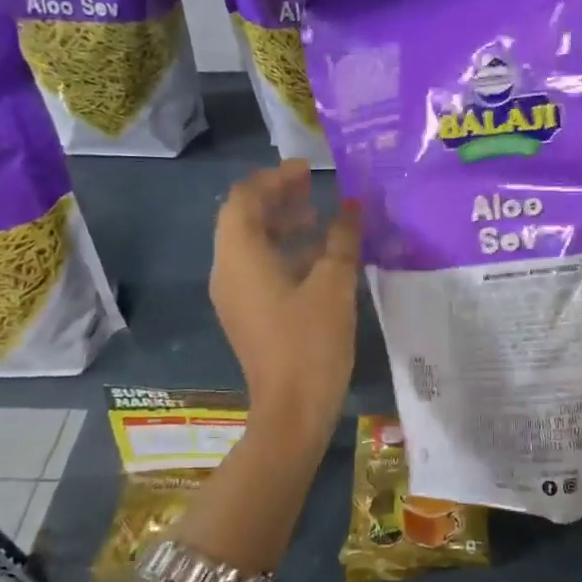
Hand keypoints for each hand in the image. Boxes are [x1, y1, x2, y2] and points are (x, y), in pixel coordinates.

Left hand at [212, 162, 361, 444]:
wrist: (292, 411)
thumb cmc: (311, 343)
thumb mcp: (334, 284)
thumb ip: (342, 238)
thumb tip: (353, 205)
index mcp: (240, 257)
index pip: (243, 199)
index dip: (273, 179)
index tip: (307, 170)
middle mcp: (228, 272)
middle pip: (244, 220)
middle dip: (277, 199)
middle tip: (313, 188)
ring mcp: (235, 296)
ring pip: (252, 246)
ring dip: (282, 226)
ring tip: (321, 219)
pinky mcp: (248, 315)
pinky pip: (259, 270)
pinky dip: (284, 254)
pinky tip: (320, 259)